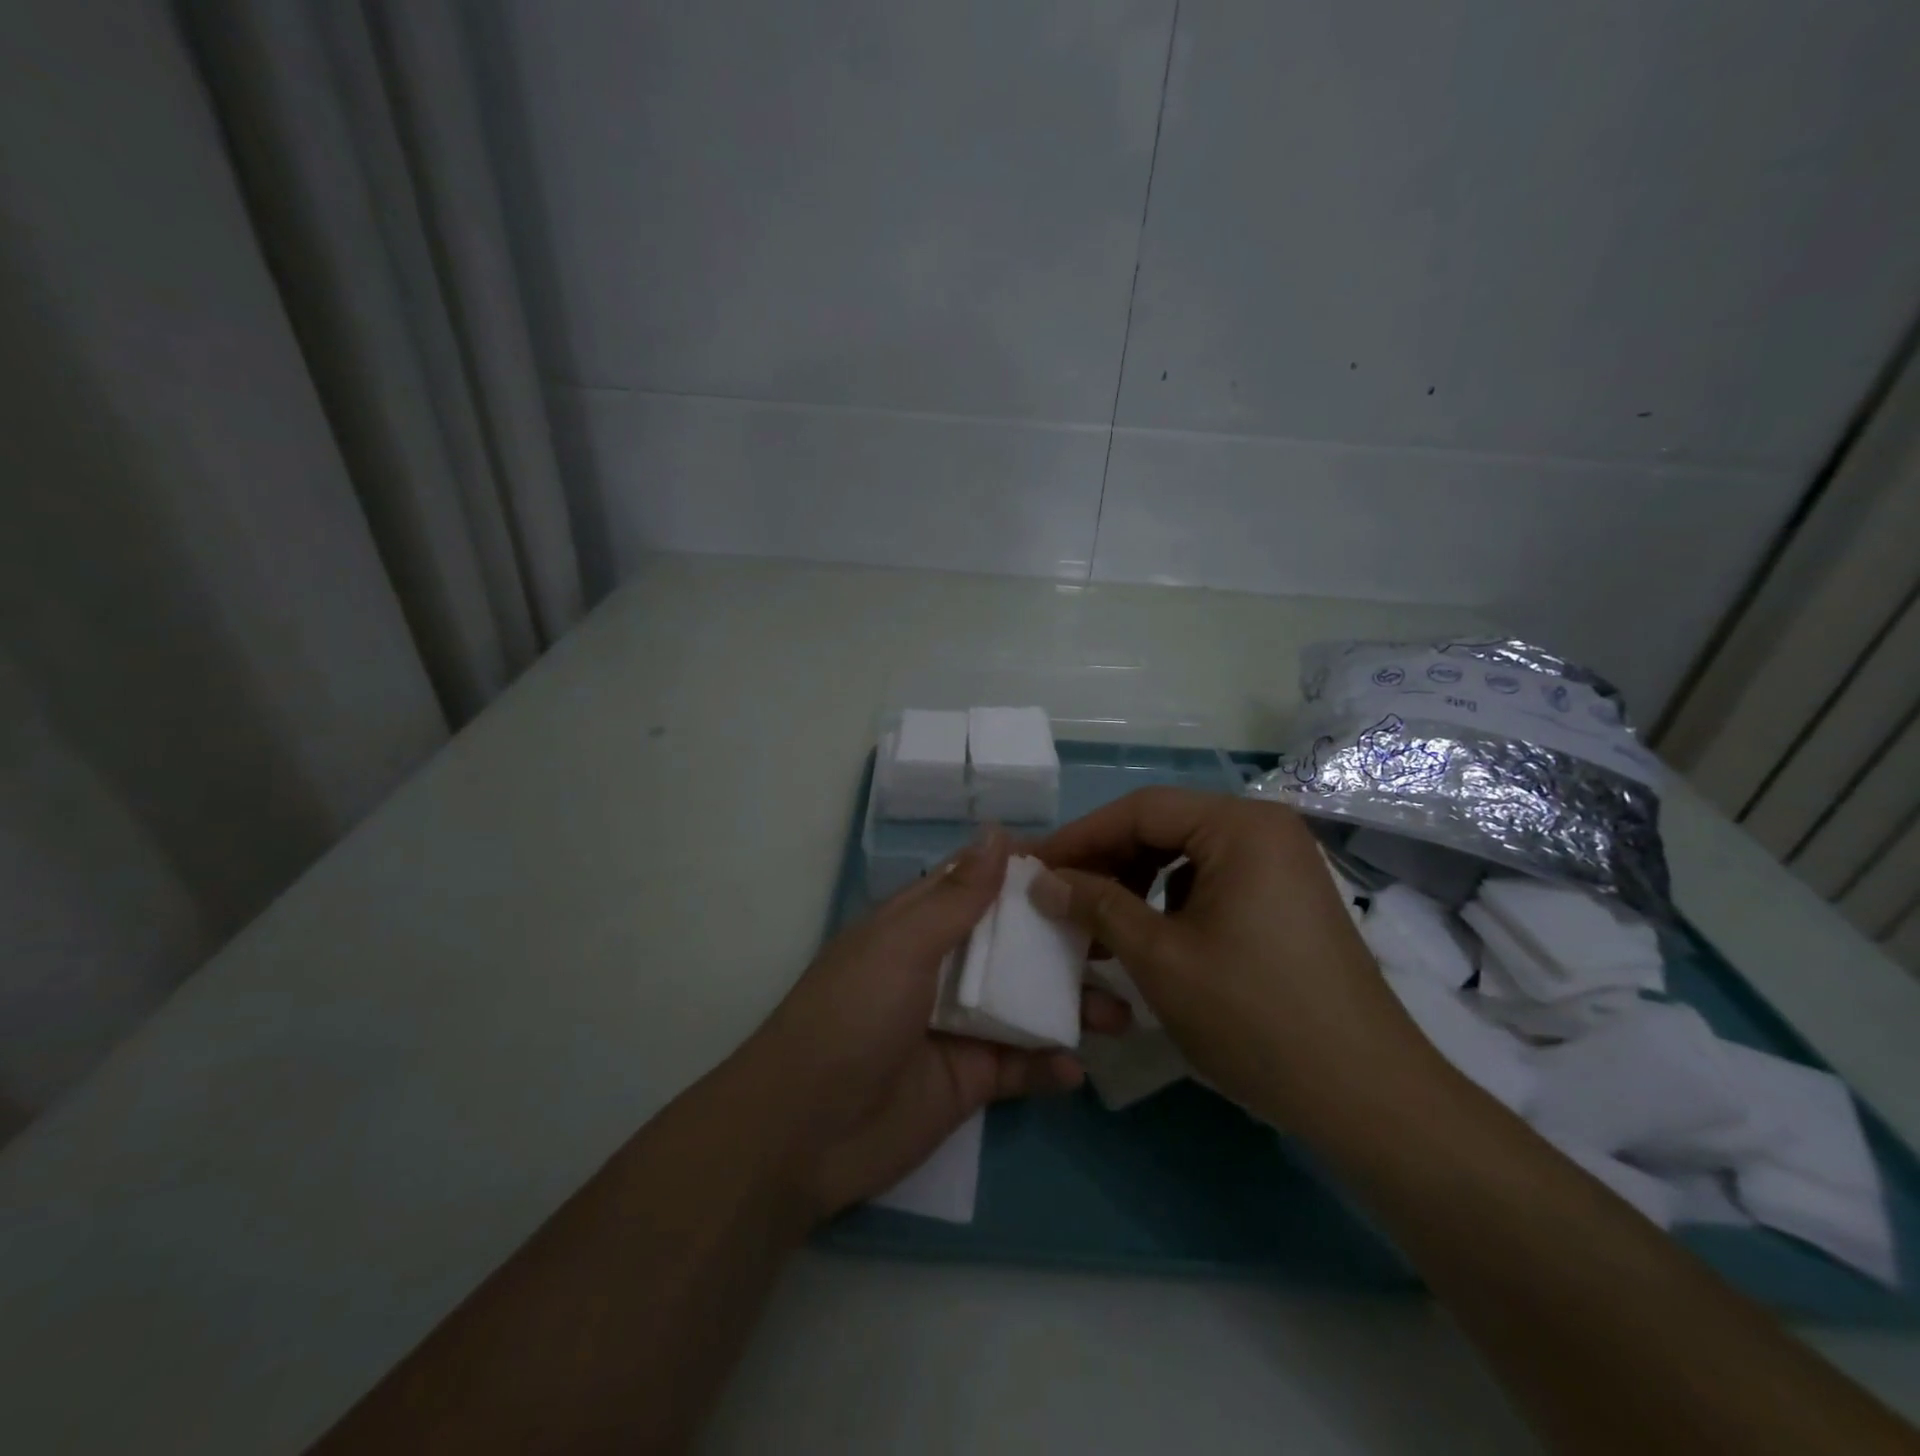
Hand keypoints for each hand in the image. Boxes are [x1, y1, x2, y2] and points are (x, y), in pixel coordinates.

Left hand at [746, 828, 1127, 1221]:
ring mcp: (959, 1026)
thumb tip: (997, 833)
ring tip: (1121, 1016)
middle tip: (1124, 942)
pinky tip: (1075, 1071)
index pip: (981, 885)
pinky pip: (1020, 1067)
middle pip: (1014, 945)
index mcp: (920, 926)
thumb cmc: (852, 1017)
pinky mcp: (969, 1081)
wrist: (804, 1133)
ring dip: (1071, 1007)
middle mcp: (944, 968)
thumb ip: (957, 897)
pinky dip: (1049, 1067)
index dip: (1028, 874)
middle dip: (1064, 943)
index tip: (1089, 864)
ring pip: (1026, 1004)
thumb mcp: (902, 946)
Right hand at [1028, 788, 1443, 1135]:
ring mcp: (1281, 864)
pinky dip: (1168, 902)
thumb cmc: (1255, 1018)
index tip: (1032, 868)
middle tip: (1056, 898)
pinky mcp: (1285, 900)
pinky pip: (1210, 882)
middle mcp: (1264, 829)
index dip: (1079, 837)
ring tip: (1093, 926)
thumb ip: (1096, 905)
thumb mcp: (1160, 958)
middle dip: (1105, 862)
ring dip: (1133, 884)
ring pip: (1184, 856)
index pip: (1139, 809)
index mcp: (1240, 826)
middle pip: (1163, 827)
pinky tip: (1145, 938)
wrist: (1368, 1099)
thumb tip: (1042, 880)